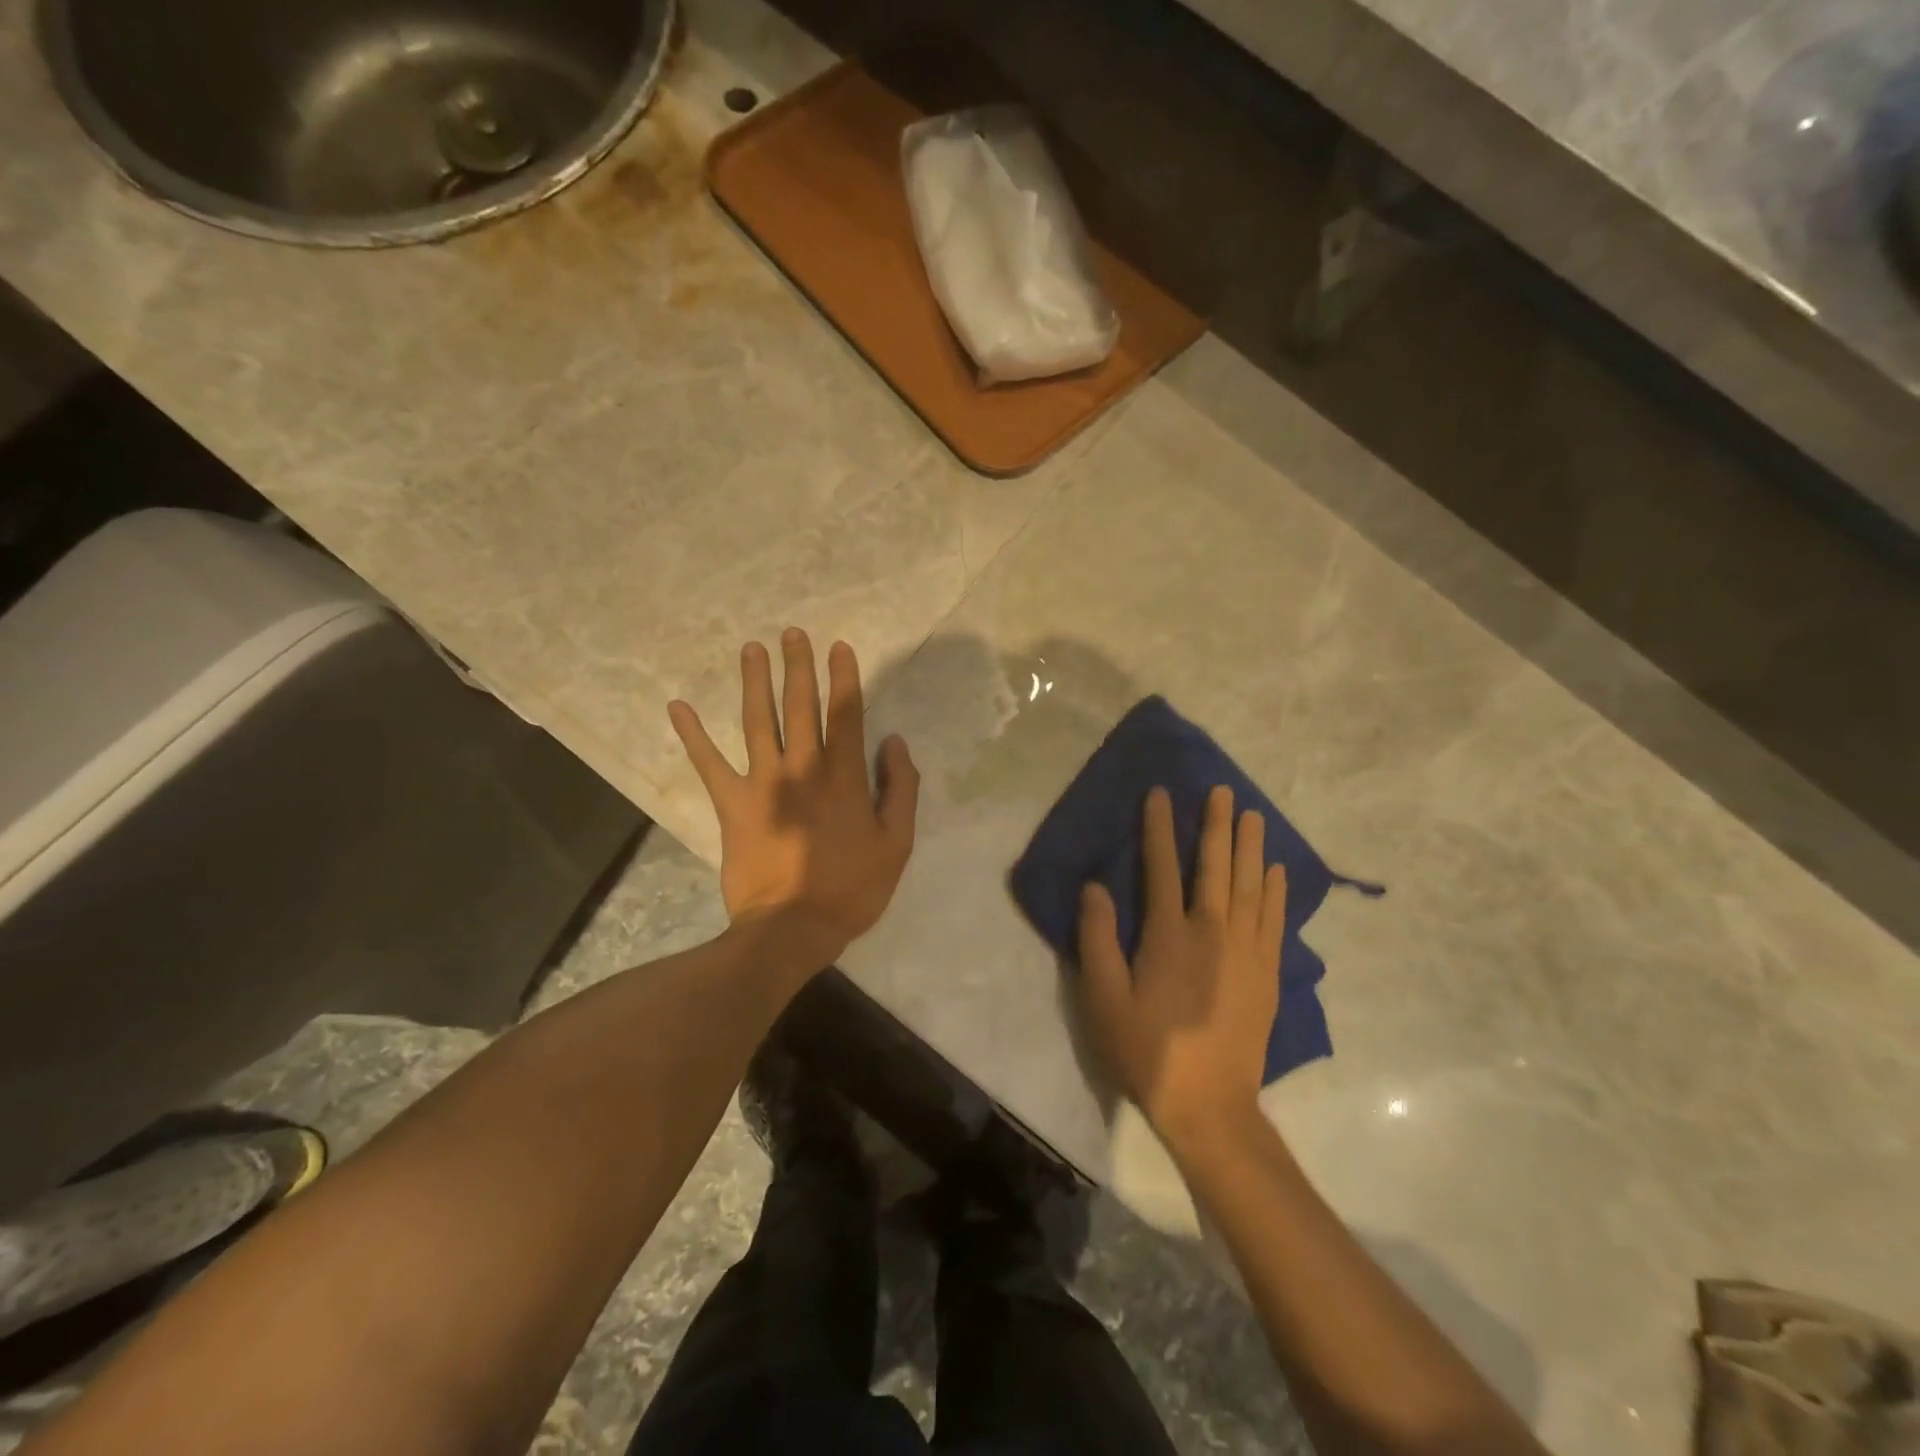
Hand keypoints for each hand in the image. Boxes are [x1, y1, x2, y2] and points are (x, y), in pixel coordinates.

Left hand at [669, 630, 918, 962]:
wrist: (791, 928)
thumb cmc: (851, 888)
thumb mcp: (897, 843)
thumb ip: (900, 788)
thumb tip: (894, 742)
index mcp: (844, 776)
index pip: (846, 713)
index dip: (843, 677)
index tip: (839, 647)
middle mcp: (802, 767)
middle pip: (800, 706)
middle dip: (798, 666)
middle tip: (792, 633)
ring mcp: (763, 782)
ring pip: (758, 721)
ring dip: (754, 682)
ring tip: (751, 649)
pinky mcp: (731, 804)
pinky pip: (708, 764)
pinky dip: (692, 735)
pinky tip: (678, 707)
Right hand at [1077, 785, 1286, 1151]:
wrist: (1209, 1105)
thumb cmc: (1147, 1049)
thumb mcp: (1104, 998)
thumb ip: (1098, 938)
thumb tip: (1095, 886)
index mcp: (1169, 934)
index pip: (1162, 867)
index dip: (1159, 827)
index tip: (1160, 794)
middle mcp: (1213, 931)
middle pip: (1216, 866)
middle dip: (1217, 825)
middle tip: (1224, 791)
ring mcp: (1247, 951)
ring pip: (1251, 885)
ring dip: (1251, 846)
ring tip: (1254, 815)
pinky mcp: (1267, 973)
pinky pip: (1275, 919)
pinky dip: (1276, 889)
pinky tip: (1276, 870)